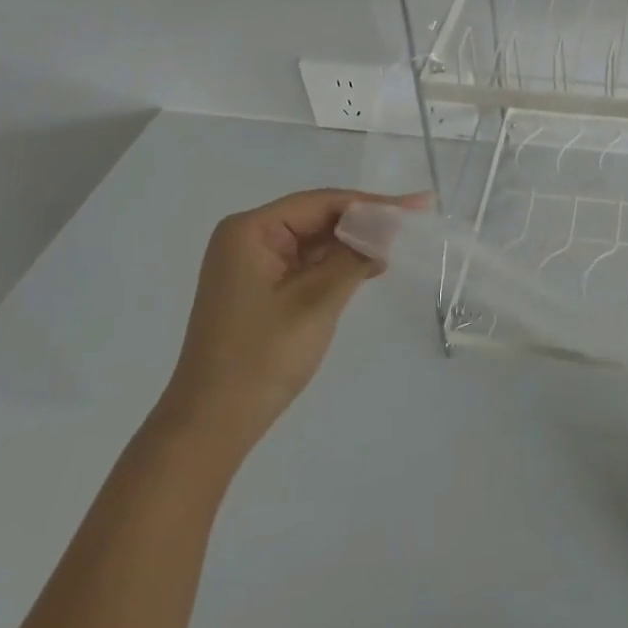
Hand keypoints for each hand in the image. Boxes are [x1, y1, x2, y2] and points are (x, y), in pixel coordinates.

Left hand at [159, 188, 422, 445]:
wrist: (211, 425)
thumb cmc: (261, 356)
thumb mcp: (316, 301)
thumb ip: (354, 258)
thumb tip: (388, 228)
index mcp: (250, 230)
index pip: (321, 203)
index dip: (372, 203)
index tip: (416, 204)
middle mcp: (248, 238)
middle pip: (317, 217)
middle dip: (364, 221)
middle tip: (414, 220)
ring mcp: (252, 265)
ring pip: (314, 241)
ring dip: (353, 244)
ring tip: (399, 242)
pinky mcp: (260, 289)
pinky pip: (305, 264)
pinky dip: (337, 264)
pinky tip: (370, 266)